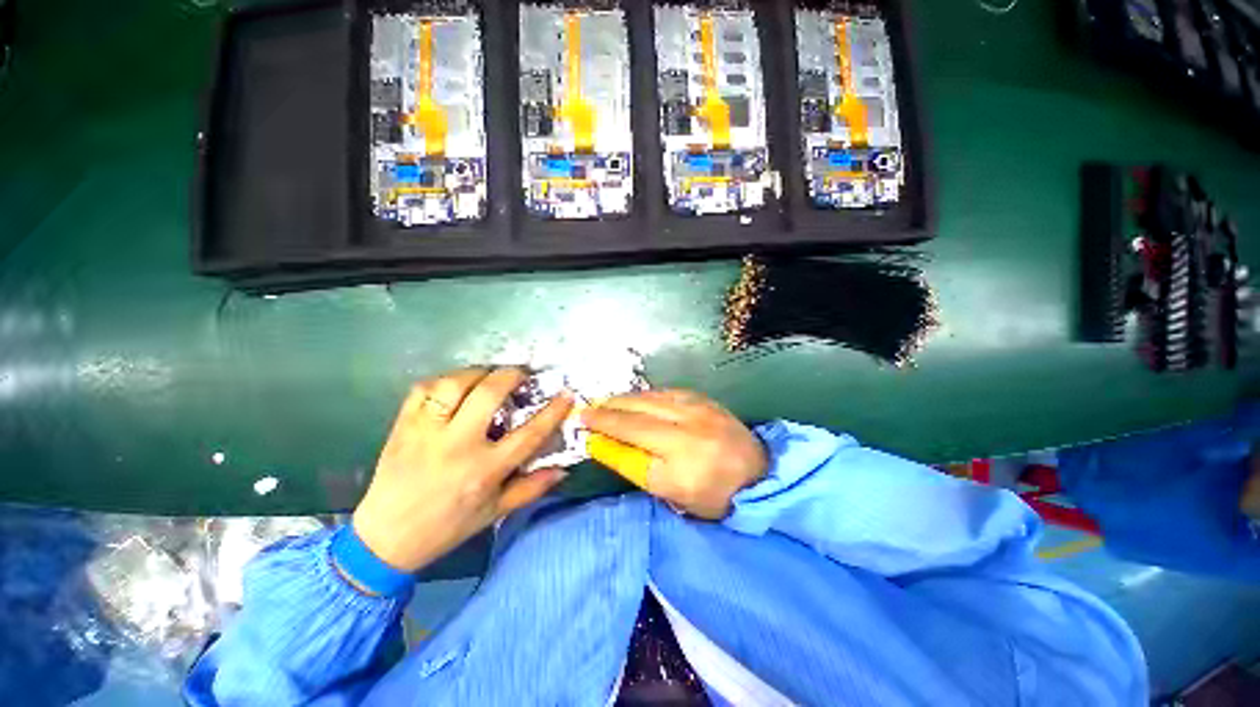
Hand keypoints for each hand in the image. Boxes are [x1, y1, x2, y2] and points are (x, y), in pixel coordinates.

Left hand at [353, 367, 573, 571]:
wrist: (384, 539)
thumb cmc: (447, 527)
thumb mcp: (494, 512)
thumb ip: (531, 488)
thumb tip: (564, 469)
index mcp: (485, 470)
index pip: (529, 433)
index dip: (552, 410)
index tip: (565, 393)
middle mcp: (457, 445)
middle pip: (489, 393)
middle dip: (512, 375)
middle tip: (521, 374)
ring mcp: (426, 432)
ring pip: (454, 384)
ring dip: (478, 372)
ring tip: (489, 375)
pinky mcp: (402, 426)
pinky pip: (423, 389)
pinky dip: (442, 381)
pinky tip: (454, 387)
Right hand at [582, 390, 766, 519]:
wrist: (759, 475)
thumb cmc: (713, 494)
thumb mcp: (670, 492)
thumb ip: (633, 465)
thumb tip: (602, 443)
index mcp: (680, 460)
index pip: (630, 437)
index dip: (603, 427)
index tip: (582, 421)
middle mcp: (687, 429)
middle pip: (637, 414)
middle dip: (609, 409)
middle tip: (588, 408)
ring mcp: (698, 410)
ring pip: (651, 398)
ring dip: (625, 399)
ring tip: (607, 402)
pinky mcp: (704, 400)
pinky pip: (667, 392)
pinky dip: (646, 395)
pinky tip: (636, 398)